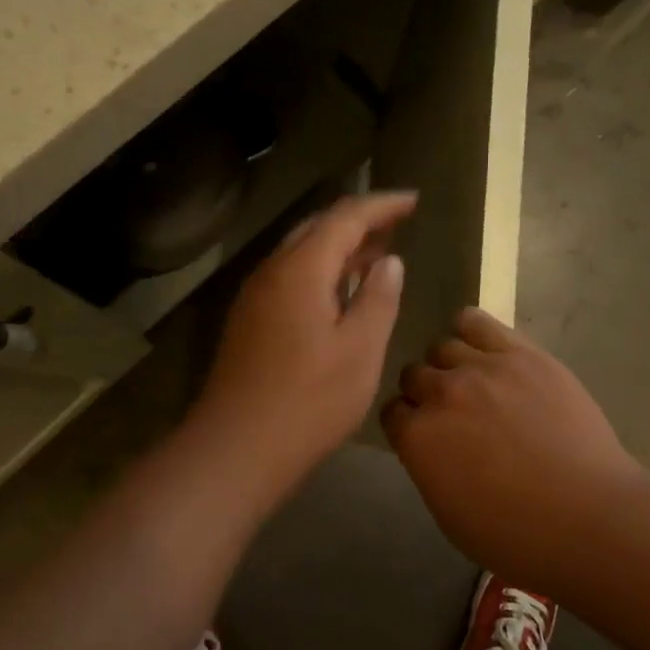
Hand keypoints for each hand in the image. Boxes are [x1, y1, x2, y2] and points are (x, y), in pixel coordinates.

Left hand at [191, 191, 414, 482]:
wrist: (236, 449)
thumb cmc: (308, 401)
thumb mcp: (359, 351)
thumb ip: (378, 299)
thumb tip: (389, 261)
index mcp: (301, 270)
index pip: (345, 217)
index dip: (382, 205)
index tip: (413, 200)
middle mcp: (272, 272)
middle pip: (318, 227)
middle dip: (360, 220)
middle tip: (398, 223)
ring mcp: (256, 297)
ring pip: (302, 252)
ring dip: (340, 246)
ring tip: (377, 252)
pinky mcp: (250, 322)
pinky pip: (291, 277)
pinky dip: (322, 271)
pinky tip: (341, 292)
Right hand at [383, 308, 649, 591]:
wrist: (588, 517)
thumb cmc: (515, 535)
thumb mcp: (449, 513)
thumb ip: (427, 467)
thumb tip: (428, 444)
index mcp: (417, 438)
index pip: (392, 412)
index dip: (407, 423)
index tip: (424, 433)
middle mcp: (441, 394)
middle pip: (413, 375)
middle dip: (426, 393)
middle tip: (453, 411)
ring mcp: (481, 368)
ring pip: (442, 347)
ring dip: (449, 365)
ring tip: (473, 381)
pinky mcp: (520, 353)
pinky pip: (476, 322)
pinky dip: (470, 331)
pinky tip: (482, 348)